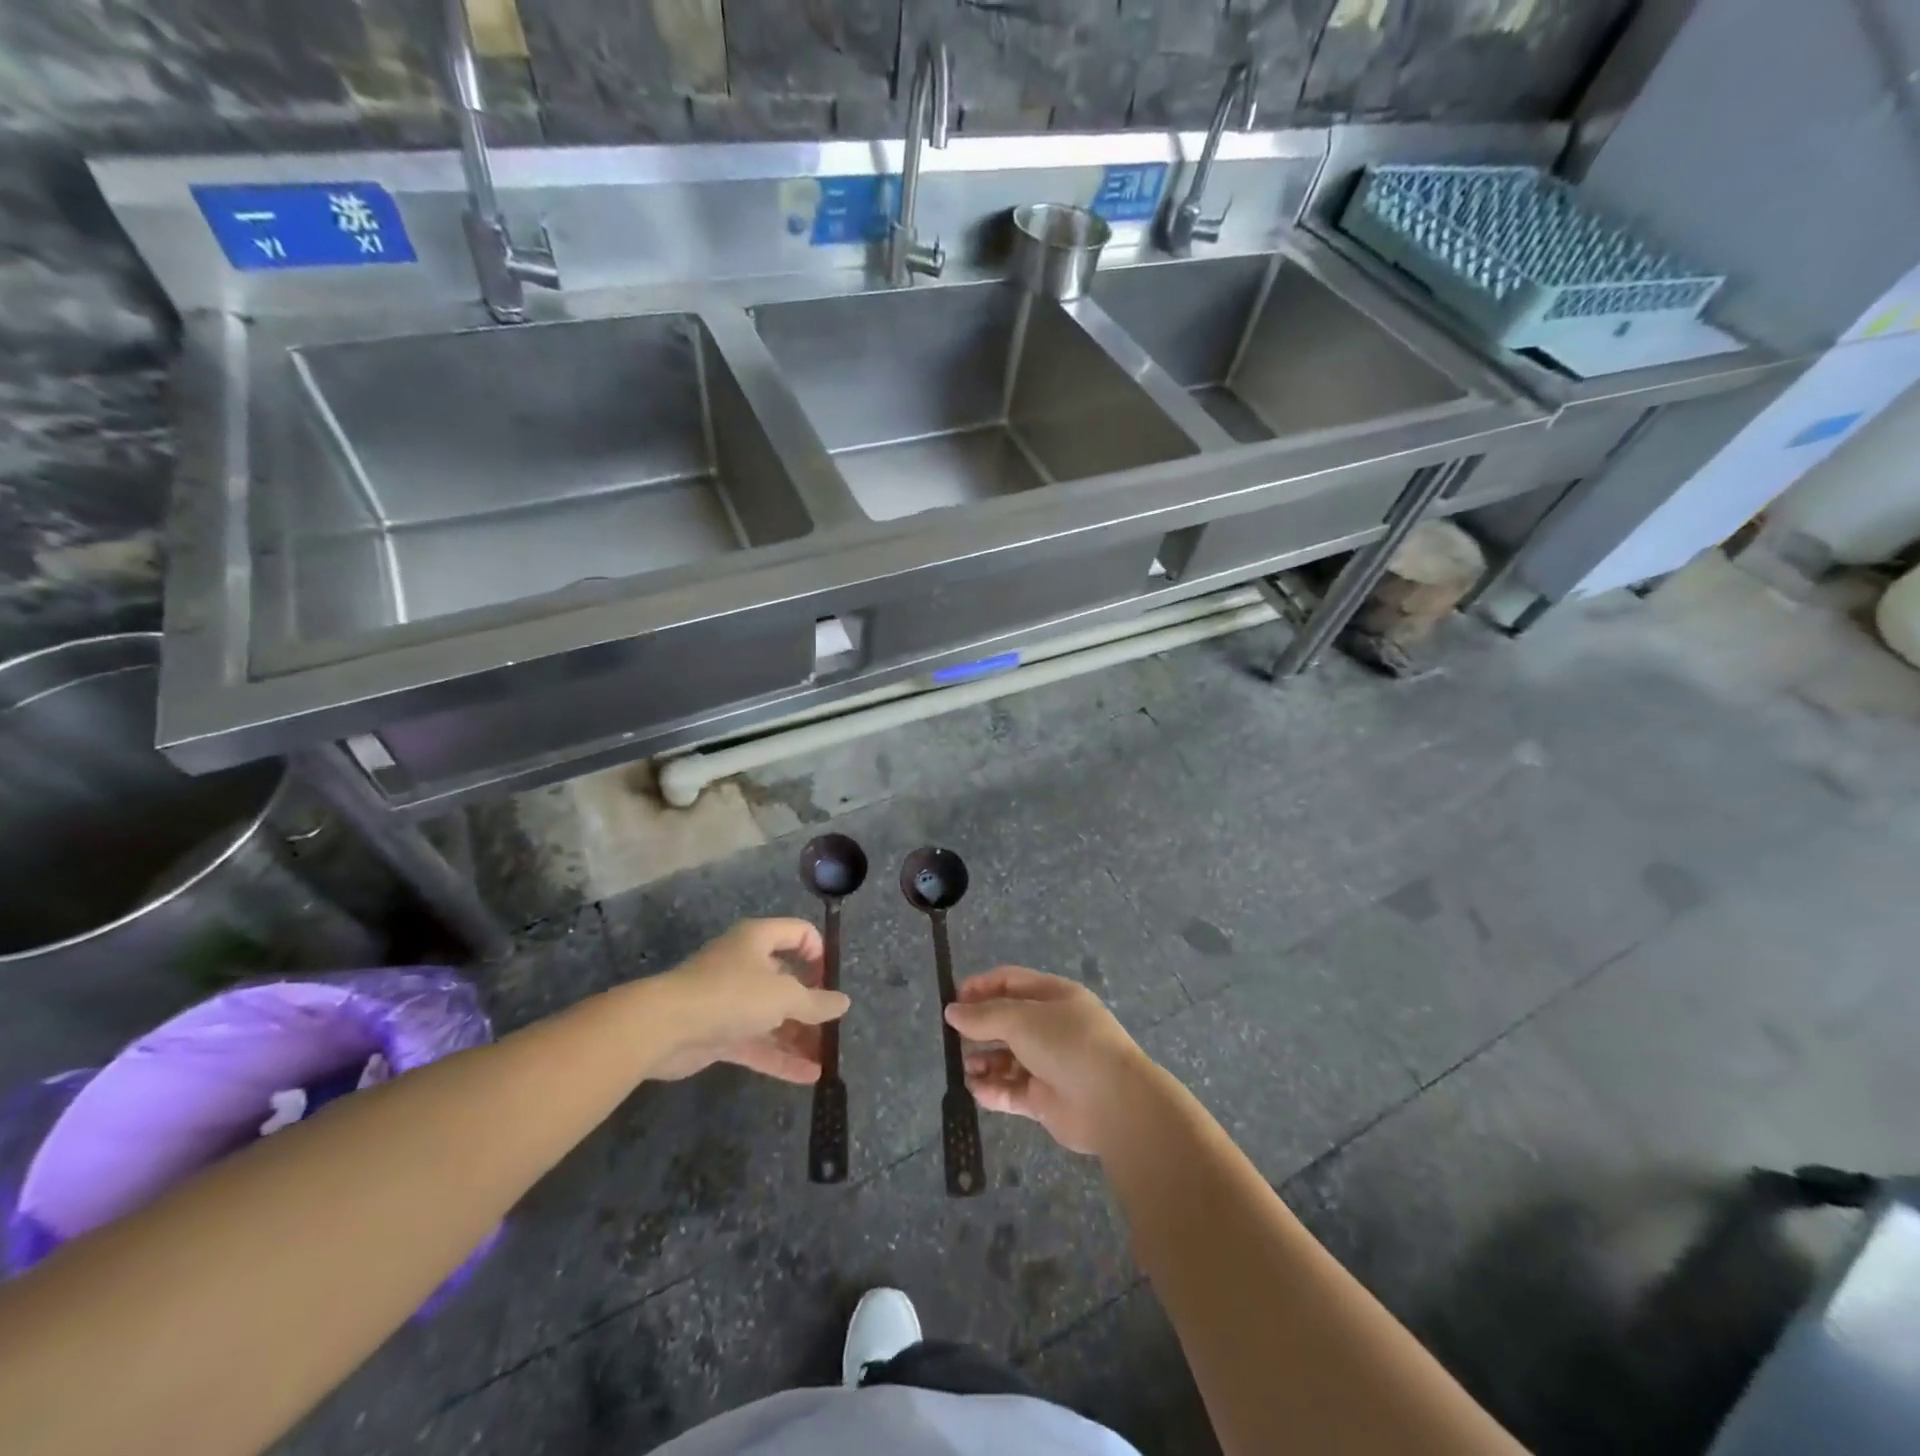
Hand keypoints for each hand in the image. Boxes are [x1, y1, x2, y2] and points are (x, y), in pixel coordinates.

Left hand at [646, 919, 849, 1084]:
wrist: (664, 1027)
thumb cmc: (731, 994)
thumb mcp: (783, 995)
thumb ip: (816, 1002)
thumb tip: (843, 1003)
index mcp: (758, 940)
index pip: (798, 933)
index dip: (819, 953)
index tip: (830, 980)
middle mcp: (745, 964)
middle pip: (787, 979)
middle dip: (811, 1004)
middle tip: (833, 1027)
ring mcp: (731, 1001)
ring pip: (773, 1016)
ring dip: (799, 1036)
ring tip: (827, 1058)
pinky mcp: (719, 1033)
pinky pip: (758, 1043)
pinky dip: (781, 1057)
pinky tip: (809, 1076)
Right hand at [944, 966, 1152, 1155]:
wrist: (1113, 1102)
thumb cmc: (1068, 1044)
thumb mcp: (1022, 1018)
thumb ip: (984, 1016)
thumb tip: (952, 1011)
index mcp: (1054, 996)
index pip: (1011, 982)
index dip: (980, 987)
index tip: (953, 1000)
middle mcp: (1052, 1027)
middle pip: (1007, 1021)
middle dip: (979, 1028)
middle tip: (952, 1038)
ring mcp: (1049, 1064)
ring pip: (1007, 1058)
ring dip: (983, 1061)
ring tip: (965, 1067)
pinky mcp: (1046, 1099)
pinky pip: (1012, 1091)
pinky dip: (993, 1090)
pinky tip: (975, 1089)